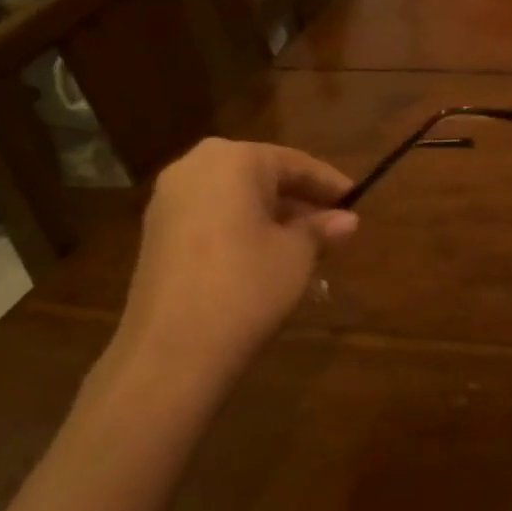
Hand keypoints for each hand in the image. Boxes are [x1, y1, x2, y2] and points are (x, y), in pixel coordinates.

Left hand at [107, 138, 357, 396]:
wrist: (171, 350)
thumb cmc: (245, 287)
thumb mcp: (296, 256)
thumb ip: (321, 229)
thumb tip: (346, 220)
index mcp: (233, 160)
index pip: (294, 163)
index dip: (328, 183)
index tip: (356, 200)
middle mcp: (195, 166)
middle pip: (260, 175)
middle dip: (298, 198)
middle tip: (331, 221)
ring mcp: (168, 200)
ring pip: (234, 196)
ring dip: (270, 214)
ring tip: (305, 241)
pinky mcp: (155, 232)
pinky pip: (210, 215)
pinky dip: (241, 226)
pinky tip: (265, 253)